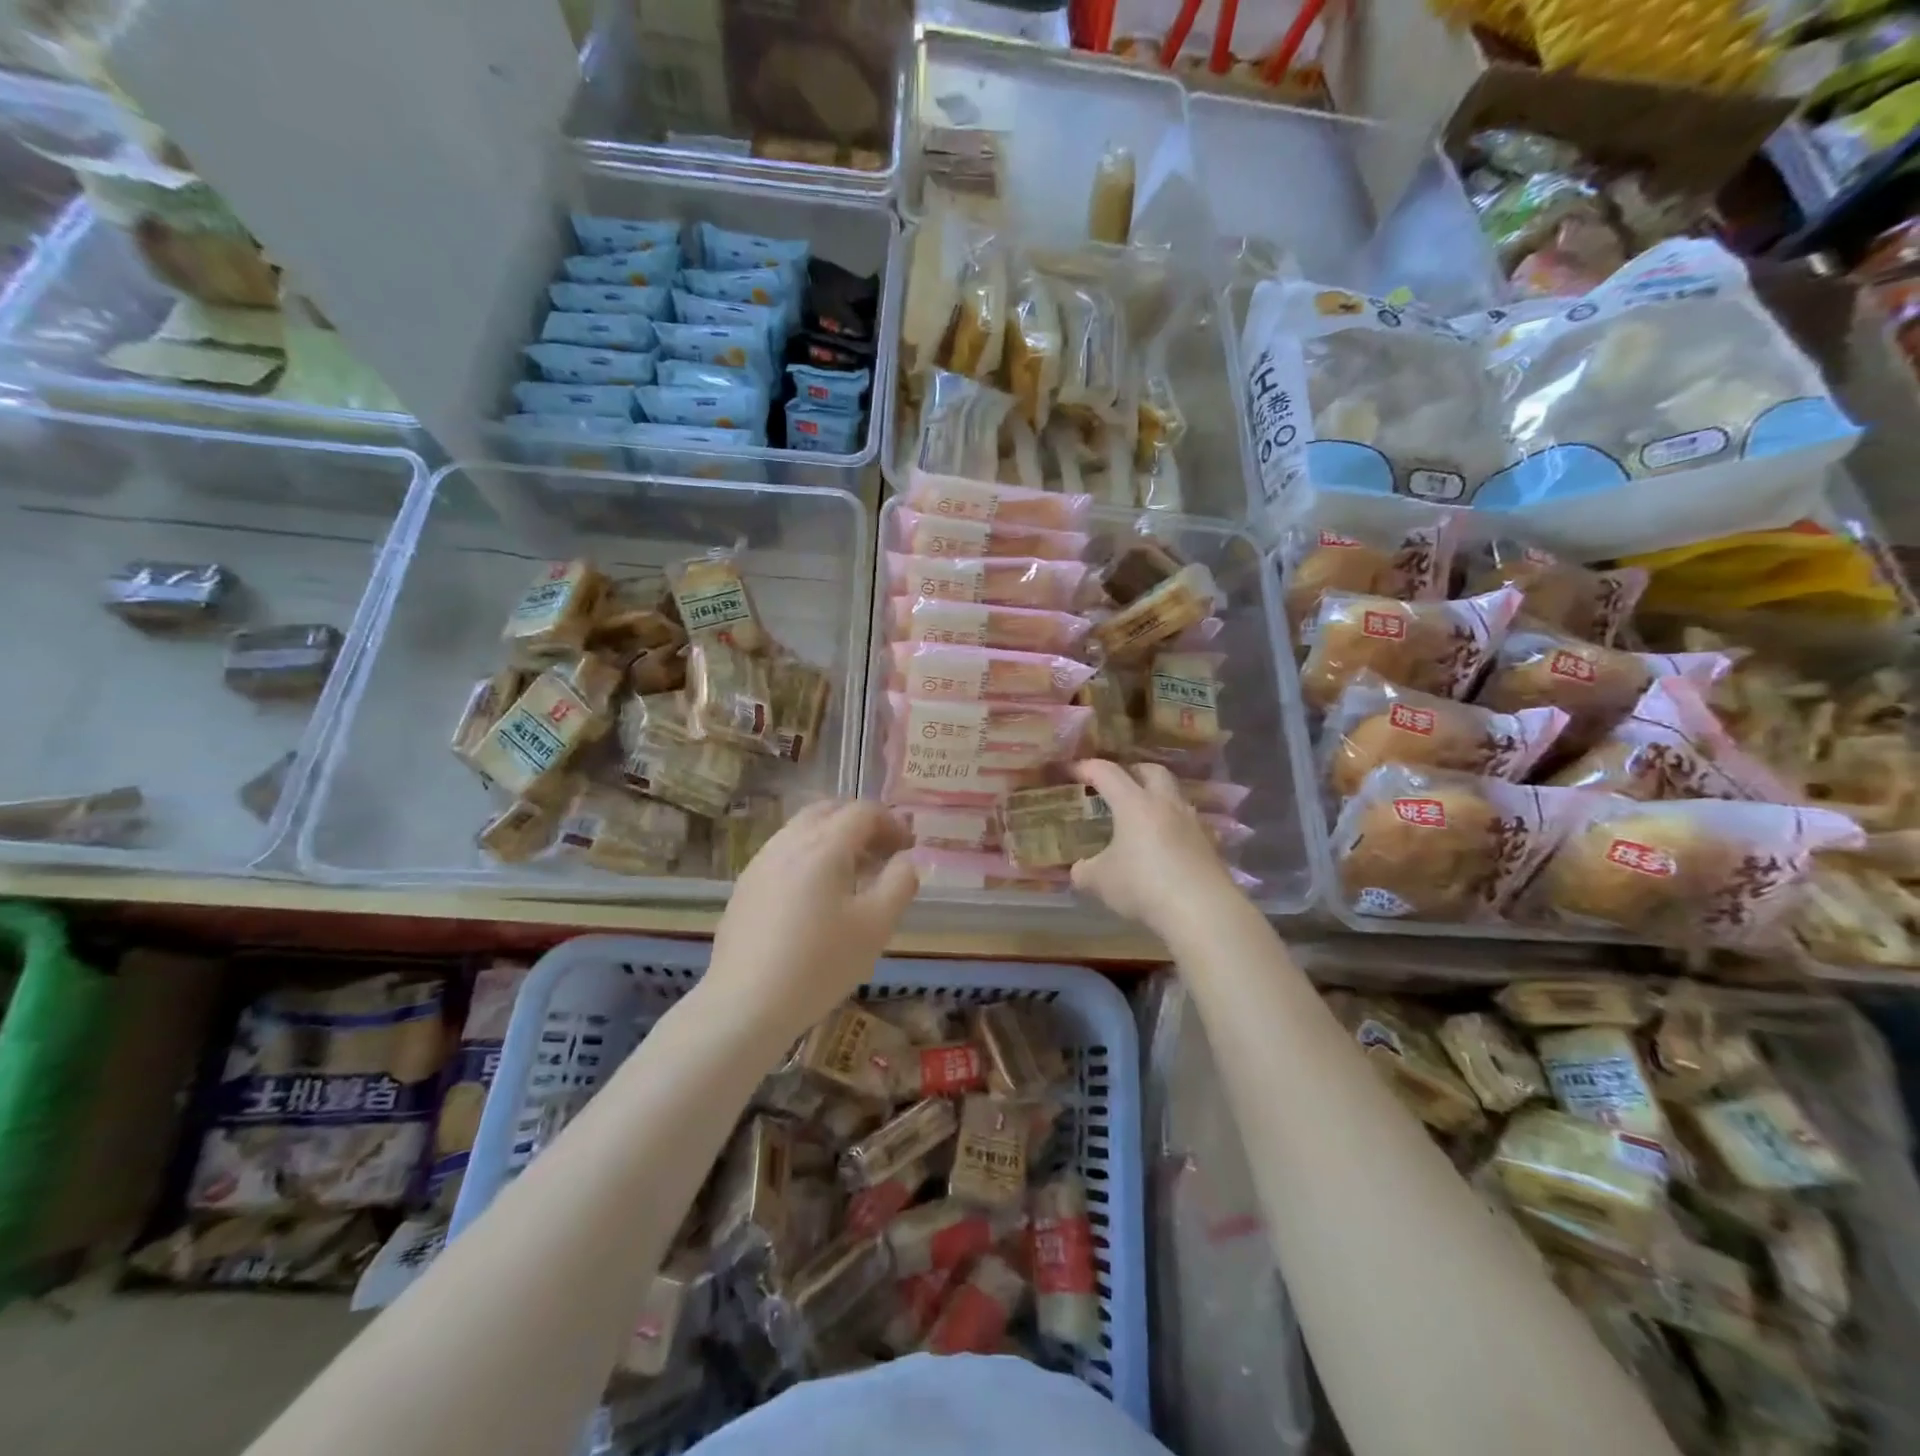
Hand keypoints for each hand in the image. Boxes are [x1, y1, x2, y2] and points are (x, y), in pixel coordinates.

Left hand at [708, 800, 918, 1030]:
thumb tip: (905, 860)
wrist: (745, 1005)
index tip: (908, 849)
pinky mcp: (745, 886)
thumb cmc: (820, 964)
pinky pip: (784, 853)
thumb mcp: (876, 926)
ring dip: (834, 838)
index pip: (862, 811)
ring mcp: (761, 863)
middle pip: (829, 810)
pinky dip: (809, 857)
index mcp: (824, 845)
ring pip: (802, 830)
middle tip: (882, 854)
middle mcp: (788, 842)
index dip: (892, 823)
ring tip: (853, 876)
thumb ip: (899, 883)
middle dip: (861, 823)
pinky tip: (816, 896)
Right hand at [1070, 760, 1240, 936]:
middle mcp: (1165, 804)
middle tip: (1116, 785)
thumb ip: (1083, 871)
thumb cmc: (1143, 886)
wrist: (1202, 911)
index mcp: (1134, 803)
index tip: (1071, 771)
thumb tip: (1077, 870)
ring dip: (1157, 798)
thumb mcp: (1100, 881)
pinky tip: (1166, 844)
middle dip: (1132, 772)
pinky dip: (1174, 826)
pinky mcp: (1210, 844)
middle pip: (1151, 771)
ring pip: (1174, 795)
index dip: (1086, 768)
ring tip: (1141, 816)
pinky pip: (1189, 823)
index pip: (1107, 772)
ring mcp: (1192, 822)